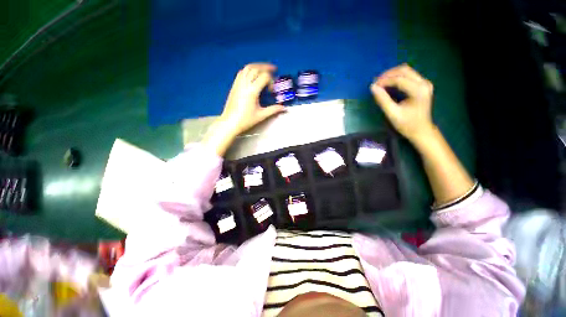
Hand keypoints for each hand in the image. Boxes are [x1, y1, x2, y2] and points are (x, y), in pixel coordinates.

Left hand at [203, 63, 285, 155]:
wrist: (230, 122)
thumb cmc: (246, 120)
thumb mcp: (261, 115)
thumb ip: (273, 110)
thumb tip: (283, 108)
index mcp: (252, 91)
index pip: (264, 77)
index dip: (271, 81)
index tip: (272, 91)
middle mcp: (245, 84)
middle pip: (256, 68)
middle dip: (266, 67)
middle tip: (274, 69)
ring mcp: (238, 84)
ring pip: (247, 68)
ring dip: (257, 66)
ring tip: (264, 69)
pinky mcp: (234, 86)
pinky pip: (241, 73)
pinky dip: (249, 70)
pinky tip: (253, 74)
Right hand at [370, 64, 434, 143]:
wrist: (421, 131)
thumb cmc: (407, 124)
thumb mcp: (392, 114)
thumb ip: (382, 100)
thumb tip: (373, 87)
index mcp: (418, 90)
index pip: (399, 79)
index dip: (384, 81)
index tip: (373, 86)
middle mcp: (424, 83)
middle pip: (404, 70)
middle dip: (388, 74)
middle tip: (376, 82)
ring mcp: (424, 83)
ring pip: (406, 70)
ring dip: (392, 74)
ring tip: (380, 82)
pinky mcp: (422, 85)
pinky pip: (408, 75)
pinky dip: (397, 77)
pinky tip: (388, 84)